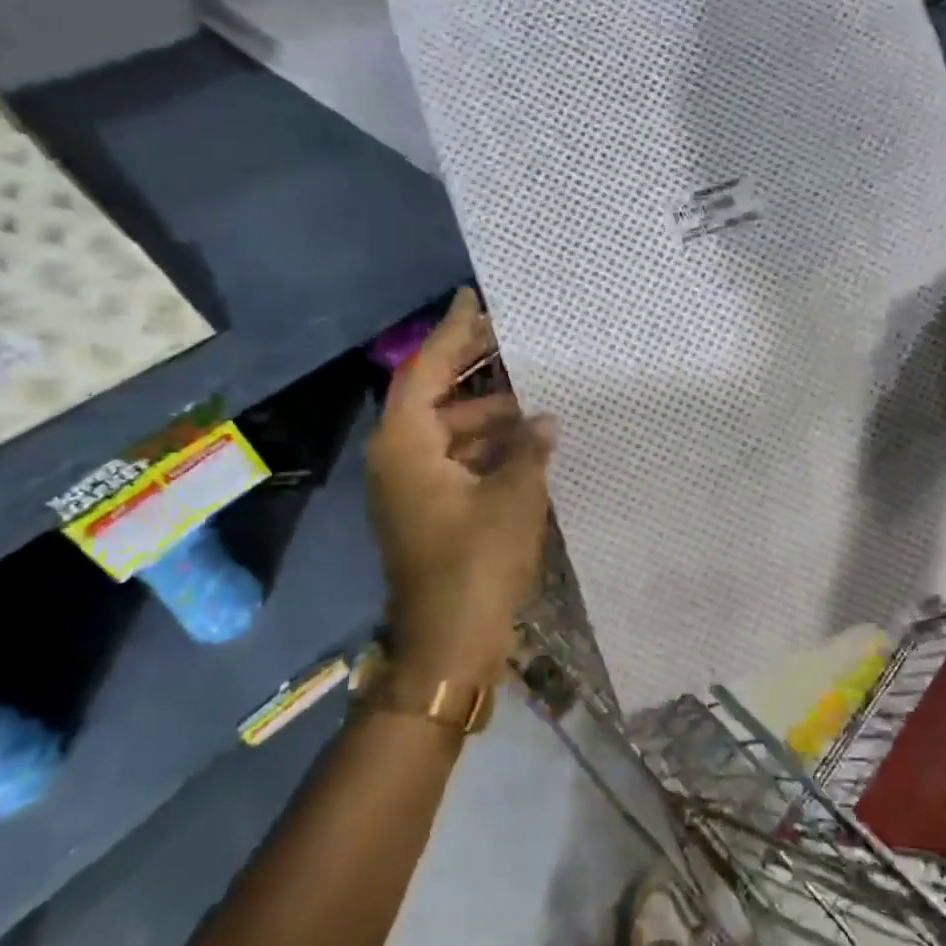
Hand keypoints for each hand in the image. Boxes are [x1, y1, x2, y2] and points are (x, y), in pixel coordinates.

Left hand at [365, 289, 556, 687]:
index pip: (424, 371)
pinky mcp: (428, 512)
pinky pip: (457, 461)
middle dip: (477, 373)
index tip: (473, 300)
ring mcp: (412, 489)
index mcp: (406, 447)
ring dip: (490, 416)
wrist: (448, 645)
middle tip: (517, 344)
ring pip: (450, 433)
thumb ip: (530, 449)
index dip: (450, 334)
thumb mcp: (514, 497)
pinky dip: (488, 448)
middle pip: (435, 398)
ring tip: (538, 399)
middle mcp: (399, 460)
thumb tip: (545, 420)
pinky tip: (528, 444)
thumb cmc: (476, 563)